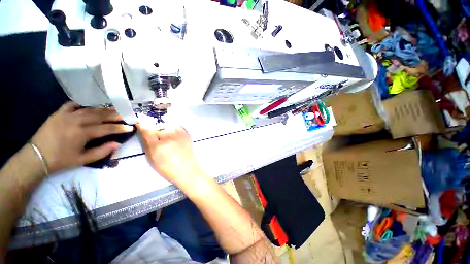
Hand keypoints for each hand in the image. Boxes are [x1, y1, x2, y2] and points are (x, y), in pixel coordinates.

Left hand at [31, 102, 133, 173]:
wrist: (36, 156)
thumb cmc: (61, 160)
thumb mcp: (83, 160)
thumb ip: (102, 151)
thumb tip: (117, 144)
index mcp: (82, 133)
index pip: (107, 128)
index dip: (120, 128)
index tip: (131, 127)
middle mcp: (76, 121)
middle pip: (100, 116)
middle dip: (115, 115)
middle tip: (126, 114)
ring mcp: (66, 115)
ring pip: (89, 109)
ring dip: (103, 109)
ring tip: (114, 108)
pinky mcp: (58, 113)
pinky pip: (72, 104)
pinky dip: (82, 103)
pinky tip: (90, 105)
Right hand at [137, 125, 206, 186]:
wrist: (188, 171)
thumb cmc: (169, 170)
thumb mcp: (153, 160)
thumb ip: (147, 146)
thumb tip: (144, 134)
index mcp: (157, 146)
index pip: (146, 131)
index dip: (142, 127)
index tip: (141, 125)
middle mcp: (168, 138)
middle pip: (157, 126)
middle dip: (154, 128)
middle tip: (155, 133)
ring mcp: (179, 135)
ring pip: (168, 125)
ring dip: (164, 127)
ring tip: (165, 133)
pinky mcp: (187, 135)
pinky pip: (178, 126)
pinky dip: (174, 128)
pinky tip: (174, 134)